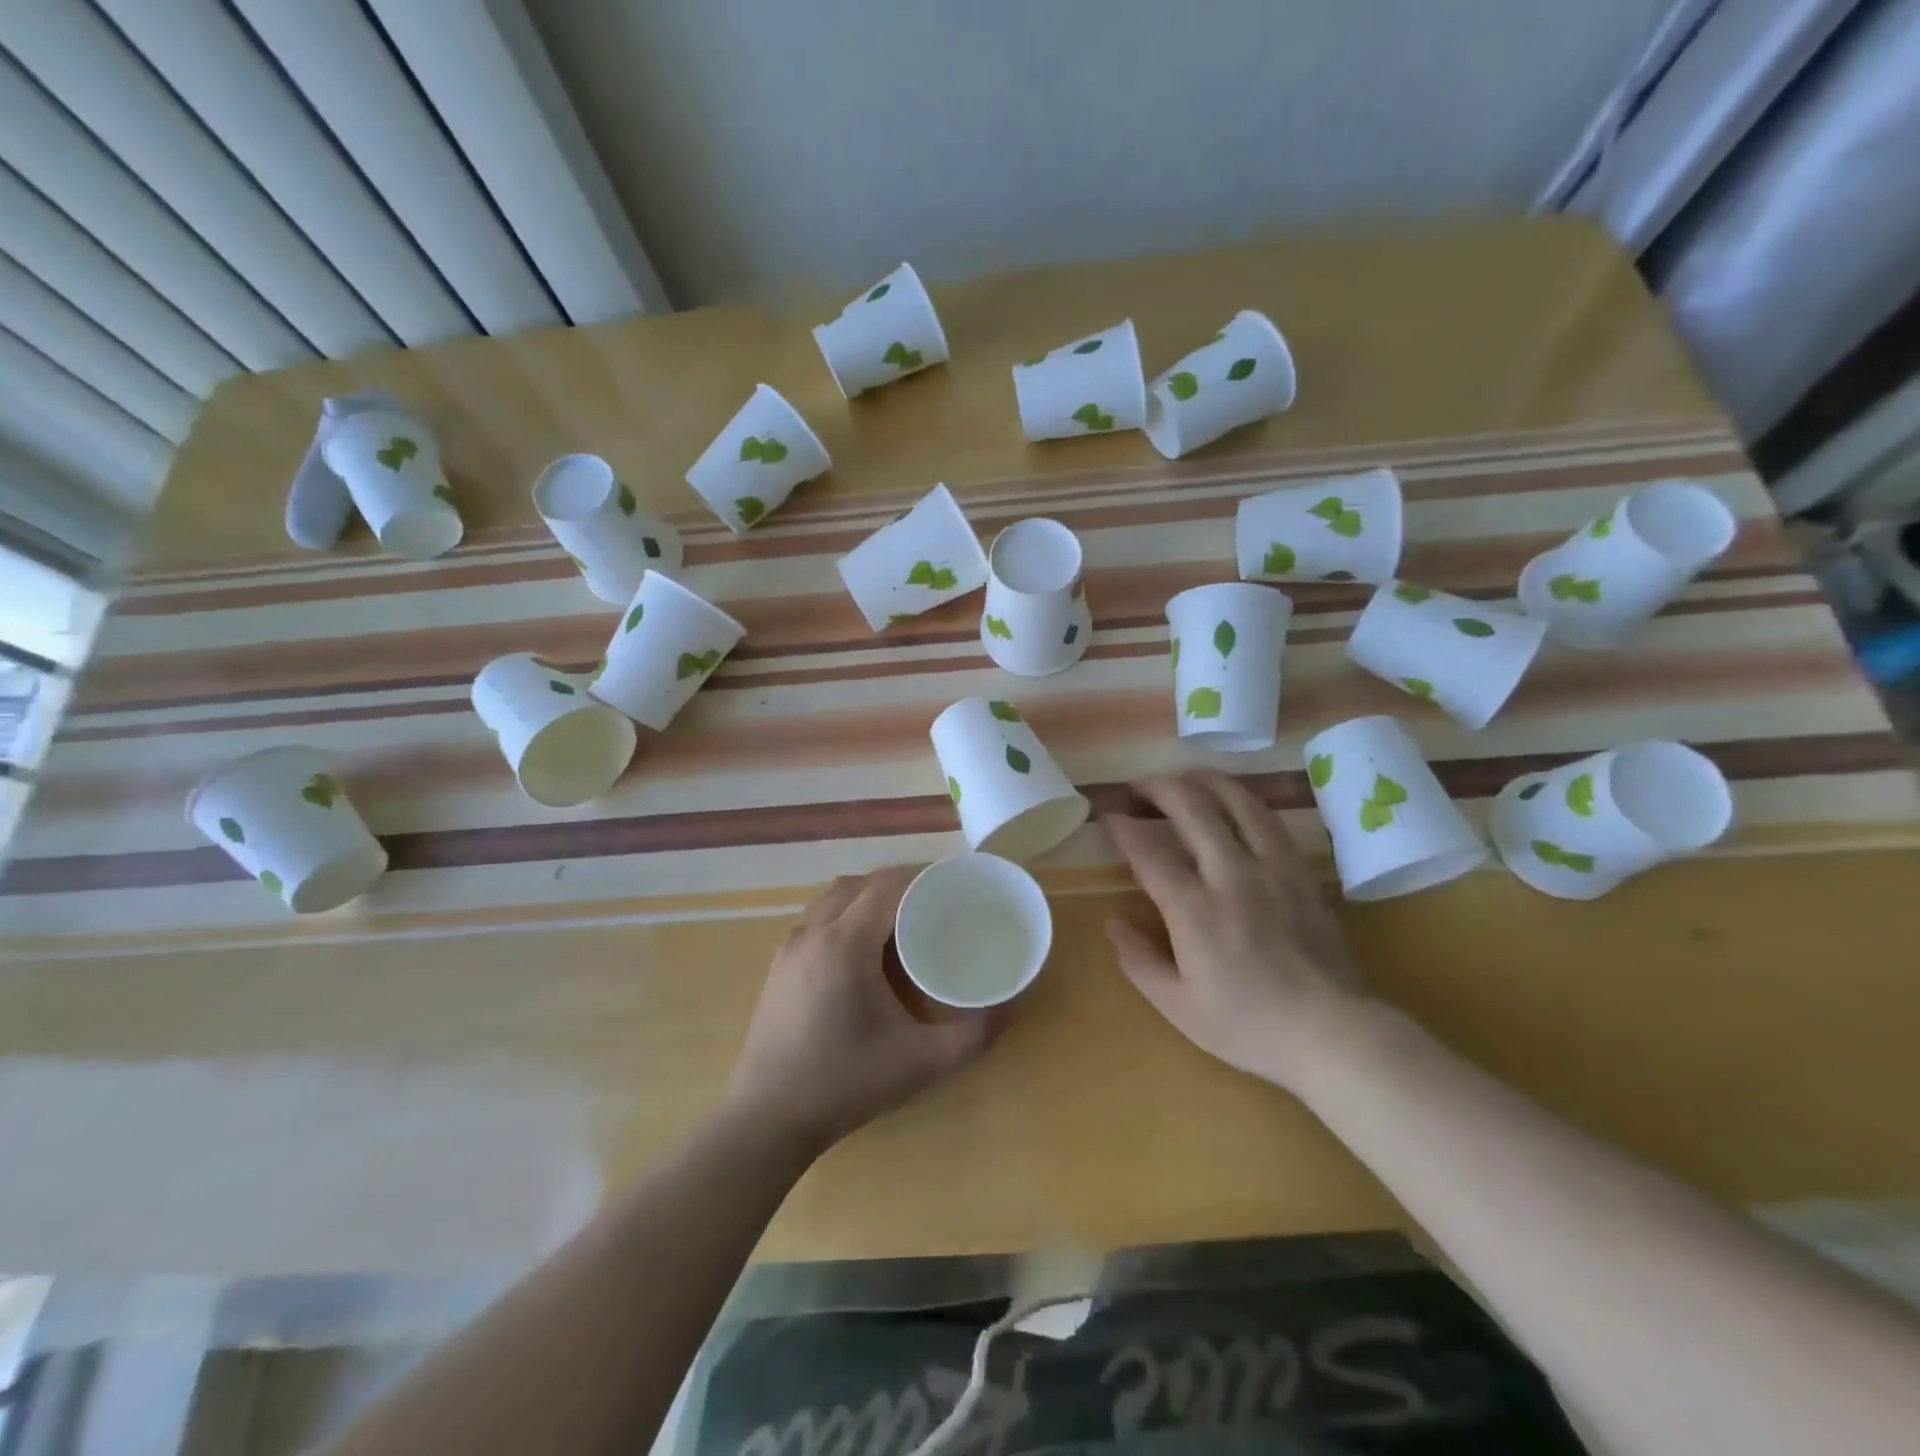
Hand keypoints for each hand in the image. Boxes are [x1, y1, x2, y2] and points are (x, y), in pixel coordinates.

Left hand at [726, 866, 1006, 1152]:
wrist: (767, 1119)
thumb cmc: (846, 1084)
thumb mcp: (922, 1063)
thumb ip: (974, 1033)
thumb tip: (1013, 1004)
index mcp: (845, 945)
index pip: (888, 887)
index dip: (923, 876)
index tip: (956, 881)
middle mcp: (813, 931)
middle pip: (862, 883)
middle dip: (901, 881)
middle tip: (938, 896)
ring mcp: (790, 944)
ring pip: (835, 894)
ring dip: (871, 892)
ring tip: (906, 912)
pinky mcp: (780, 961)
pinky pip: (819, 913)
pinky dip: (848, 908)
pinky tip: (867, 940)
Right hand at [1104, 769, 1368, 1089]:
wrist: (1332, 1033)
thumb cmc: (1249, 1026)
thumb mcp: (1179, 1007)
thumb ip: (1139, 961)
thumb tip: (1112, 922)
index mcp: (1194, 911)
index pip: (1149, 851)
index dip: (1123, 827)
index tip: (1108, 816)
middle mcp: (1232, 876)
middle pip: (1193, 808)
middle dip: (1159, 787)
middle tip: (1139, 785)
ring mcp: (1272, 870)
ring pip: (1237, 803)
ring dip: (1205, 781)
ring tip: (1184, 776)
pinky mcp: (1301, 873)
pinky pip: (1270, 821)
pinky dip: (1245, 801)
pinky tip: (1235, 801)